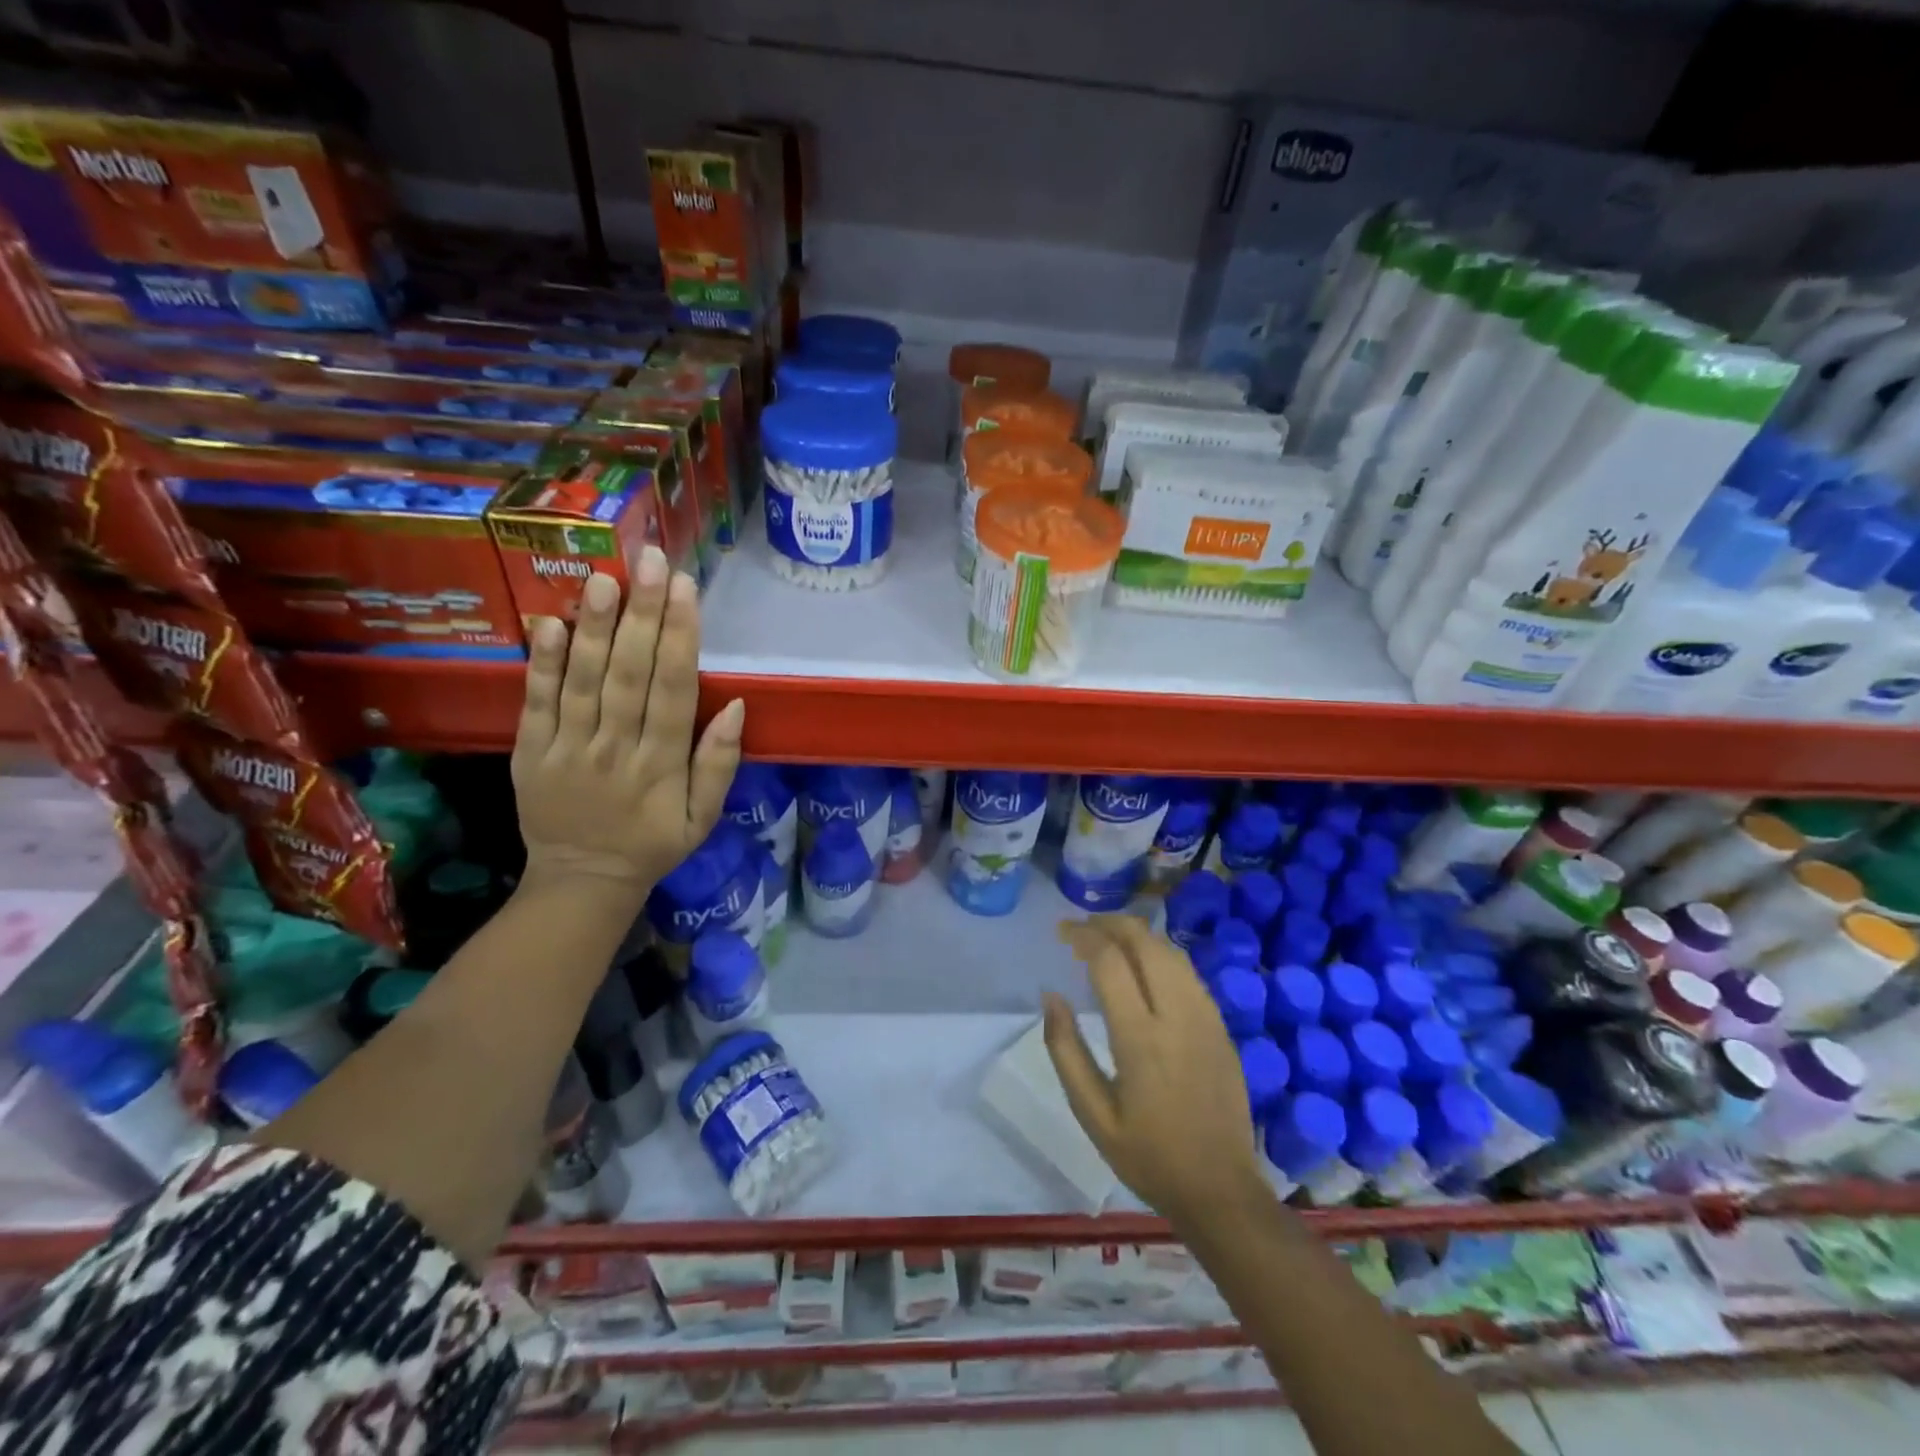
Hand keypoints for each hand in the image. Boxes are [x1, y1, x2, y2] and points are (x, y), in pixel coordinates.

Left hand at [511, 546, 744, 902]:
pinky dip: (541, 663)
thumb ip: (719, 764)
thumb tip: (737, 707)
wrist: (582, 880)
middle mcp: (616, 749)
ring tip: (602, 578)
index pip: (674, 690)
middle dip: (642, 614)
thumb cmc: (653, 844)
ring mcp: (568, 748)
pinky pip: (536, 702)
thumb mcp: (704, 817)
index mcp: (662, 765)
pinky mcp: (530, 751)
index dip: (680, 638)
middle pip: (629, 674)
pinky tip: (549, 623)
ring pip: (583, 680)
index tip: (685, 590)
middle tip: (649, 561)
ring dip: (593, 627)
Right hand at [1044, 916, 1262, 1227]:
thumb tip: (1051, 995)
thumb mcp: (1092, 1114)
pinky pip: (1188, 972)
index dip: (1083, 936)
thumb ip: (1066, 1050)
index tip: (1062, 932)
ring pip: (1170, 951)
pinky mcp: (1221, 1026)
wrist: (1221, 1190)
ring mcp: (1206, 1017)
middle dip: (1110, 923)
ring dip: (1137, 934)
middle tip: (1082, 928)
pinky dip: (1160, 954)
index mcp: (1141, 1038)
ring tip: (1107, 938)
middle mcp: (1177, 1016)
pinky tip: (1143, 965)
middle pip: (1145, 942)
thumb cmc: (1148, 1156)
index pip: (1110, 961)